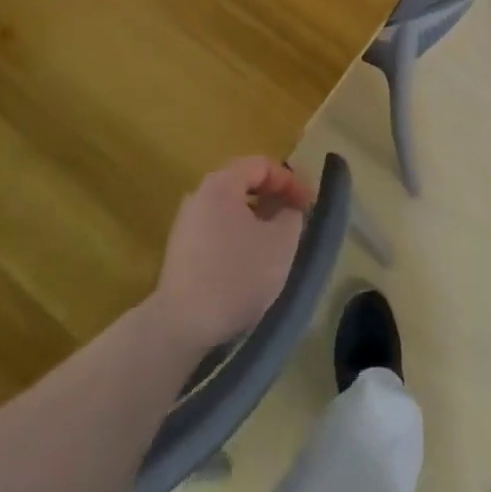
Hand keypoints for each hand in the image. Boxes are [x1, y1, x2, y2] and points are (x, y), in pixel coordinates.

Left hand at [151, 157, 311, 350]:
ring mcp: (186, 223)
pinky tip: (250, 260)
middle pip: (244, 182)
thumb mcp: (281, 243)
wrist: (180, 326)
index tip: (309, 204)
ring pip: (231, 208)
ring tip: (277, 240)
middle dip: (274, 197)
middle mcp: (199, 195)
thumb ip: (292, 214)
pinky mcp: (180, 250)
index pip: (262, 165)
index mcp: (221, 184)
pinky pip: (218, 228)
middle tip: (296, 217)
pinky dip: (240, 233)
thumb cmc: (237, 276)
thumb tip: (289, 207)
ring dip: (258, 217)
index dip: (290, 180)